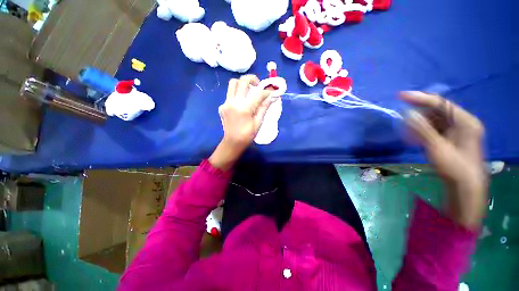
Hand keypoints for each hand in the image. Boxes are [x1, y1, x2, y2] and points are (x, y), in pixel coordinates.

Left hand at [209, 75, 271, 170]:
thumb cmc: (247, 135)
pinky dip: (236, 94)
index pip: (258, 94)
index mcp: (245, 108)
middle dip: (252, 79)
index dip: (266, 92)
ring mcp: (226, 103)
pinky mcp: (222, 106)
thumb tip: (270, 98)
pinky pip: (229, 94)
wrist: (233, 142)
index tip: (270, 93)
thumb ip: (264, 108)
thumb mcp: (258, 122)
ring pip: (232, 83)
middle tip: (257, 85)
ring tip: (248, 90)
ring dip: (241, 83)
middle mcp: (234, 102)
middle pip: (242, 81)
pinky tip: (241, 102)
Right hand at [401, 91, 487, 228]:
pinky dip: (422, 131)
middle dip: (418, 114)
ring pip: (434, 121)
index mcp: (465, 121)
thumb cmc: (454, 167)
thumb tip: (406, 113)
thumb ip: (422, 129)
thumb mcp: (437, 147)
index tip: (401, 96)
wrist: (465, 187)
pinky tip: (413, 137)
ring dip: (418, 124)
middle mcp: (462, 123)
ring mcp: (457, 131)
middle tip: (401, 118)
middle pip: (437, 111)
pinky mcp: (451, 139)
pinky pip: (434, 130)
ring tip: (406, 132)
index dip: (420, 98)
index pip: (441, 103)